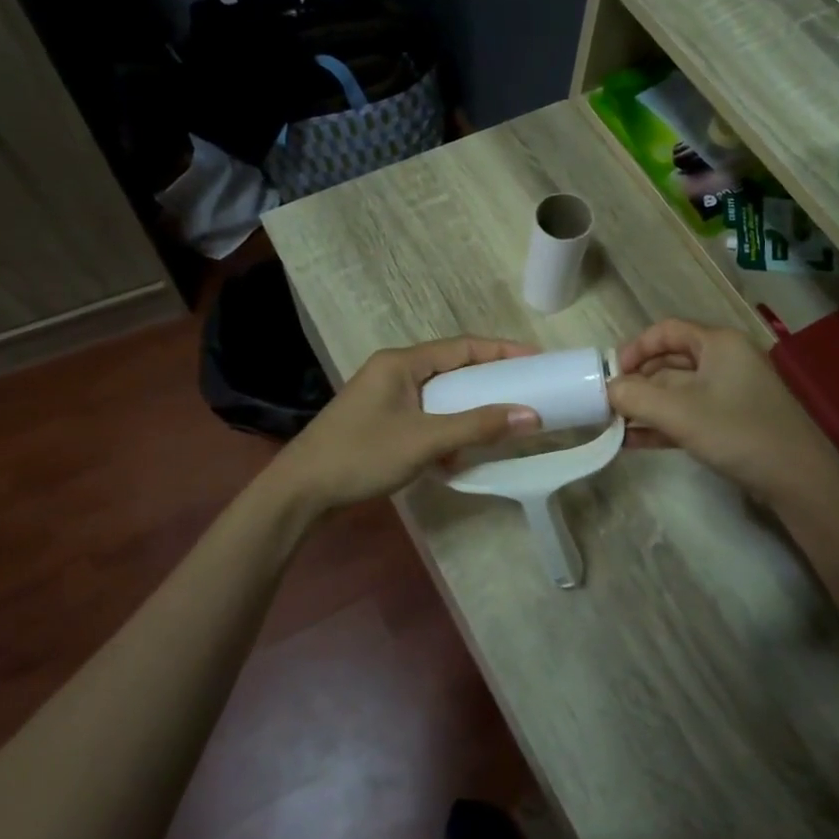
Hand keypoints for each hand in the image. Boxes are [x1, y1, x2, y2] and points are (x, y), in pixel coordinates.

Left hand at [271, 337, 539, 511]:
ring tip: (500, 426)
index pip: (462, 346)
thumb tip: (531, 416)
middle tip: (526, 392)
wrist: (301, 492)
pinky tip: (458, 457)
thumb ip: (478, 426)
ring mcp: (385, 398)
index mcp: (401, 363)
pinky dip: (446, 432)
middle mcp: (393, 372)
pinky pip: (425, 418)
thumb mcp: (425, 440)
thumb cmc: (362, 455)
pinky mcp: (381, 423)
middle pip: (452, 369)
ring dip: (467, 412)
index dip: (501, 351)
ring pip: (439, 397)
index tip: (537, 360)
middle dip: (488, 383)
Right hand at [606, 319, 834, 509]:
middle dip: (637, 382)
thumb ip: (636, 397)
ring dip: (646, 407)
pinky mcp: (732, 421)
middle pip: (670, 361)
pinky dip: (662, 424)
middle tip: (608, 404)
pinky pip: (689, 414)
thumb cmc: (738, 432)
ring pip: (677, 391)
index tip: (611, 373)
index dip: (635, 348)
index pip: (667, 331)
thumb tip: (608, 390)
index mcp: (718, 343)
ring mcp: (730, 392)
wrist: (798, 480)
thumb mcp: (679, 413)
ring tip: (613, 426)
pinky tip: (633, 442)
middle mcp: (725, 360)